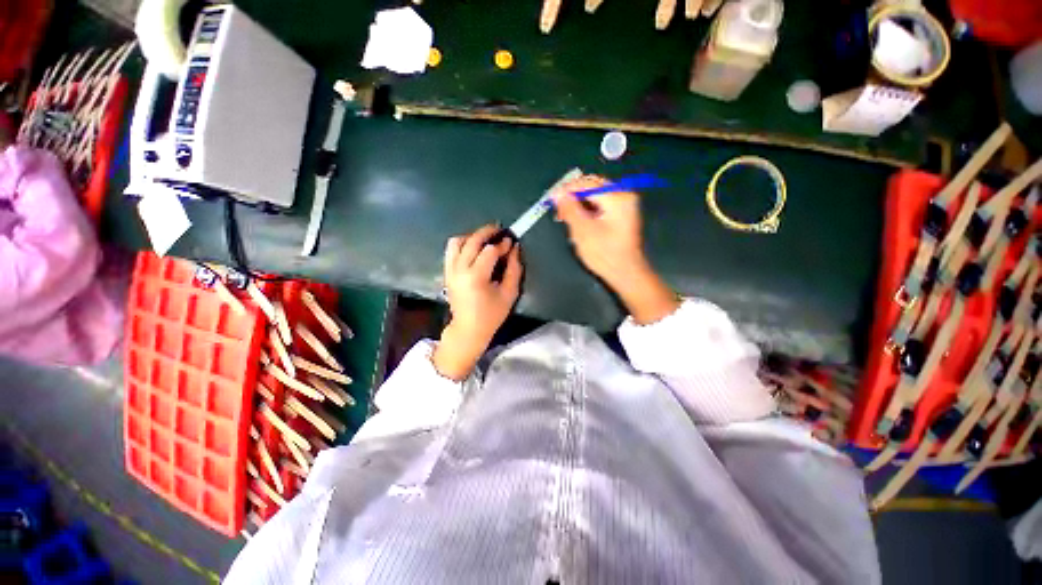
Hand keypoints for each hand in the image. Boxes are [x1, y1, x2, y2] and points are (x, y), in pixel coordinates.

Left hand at [433, 224, 522, 379]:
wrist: (468, 329)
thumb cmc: (491, 314)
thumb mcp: (509, 293)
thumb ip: (514, 269)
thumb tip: (514, 248)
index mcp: (475, 277)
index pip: (489, 251)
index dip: (502, 244)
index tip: (511, 241)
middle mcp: (459, 270)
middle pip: (471, 241)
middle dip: (487, 232)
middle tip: (499, 230)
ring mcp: (450, 270)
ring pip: (457, 242)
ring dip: (472, 236)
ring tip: (485, 239)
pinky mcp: (447, 272)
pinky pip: (451, 250)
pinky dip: (462, 244)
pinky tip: (474, 248)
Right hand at [553, 175, 678, 323]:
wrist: (625, 273)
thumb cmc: (605, 254)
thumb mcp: (582, 231)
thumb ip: (569, 209)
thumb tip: (557, 193)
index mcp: (617, 197)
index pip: (587, 183)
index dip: (566, 189)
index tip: (550, 197)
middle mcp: (624, 194)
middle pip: (592, 185)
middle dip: (573, 195)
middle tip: (557, 207)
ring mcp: (624, 203)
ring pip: (595, 194)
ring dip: (578, 202)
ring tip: (565, 215)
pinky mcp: (621, 212)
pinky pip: (600, 203)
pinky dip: (587, 208)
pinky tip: (577, 218)